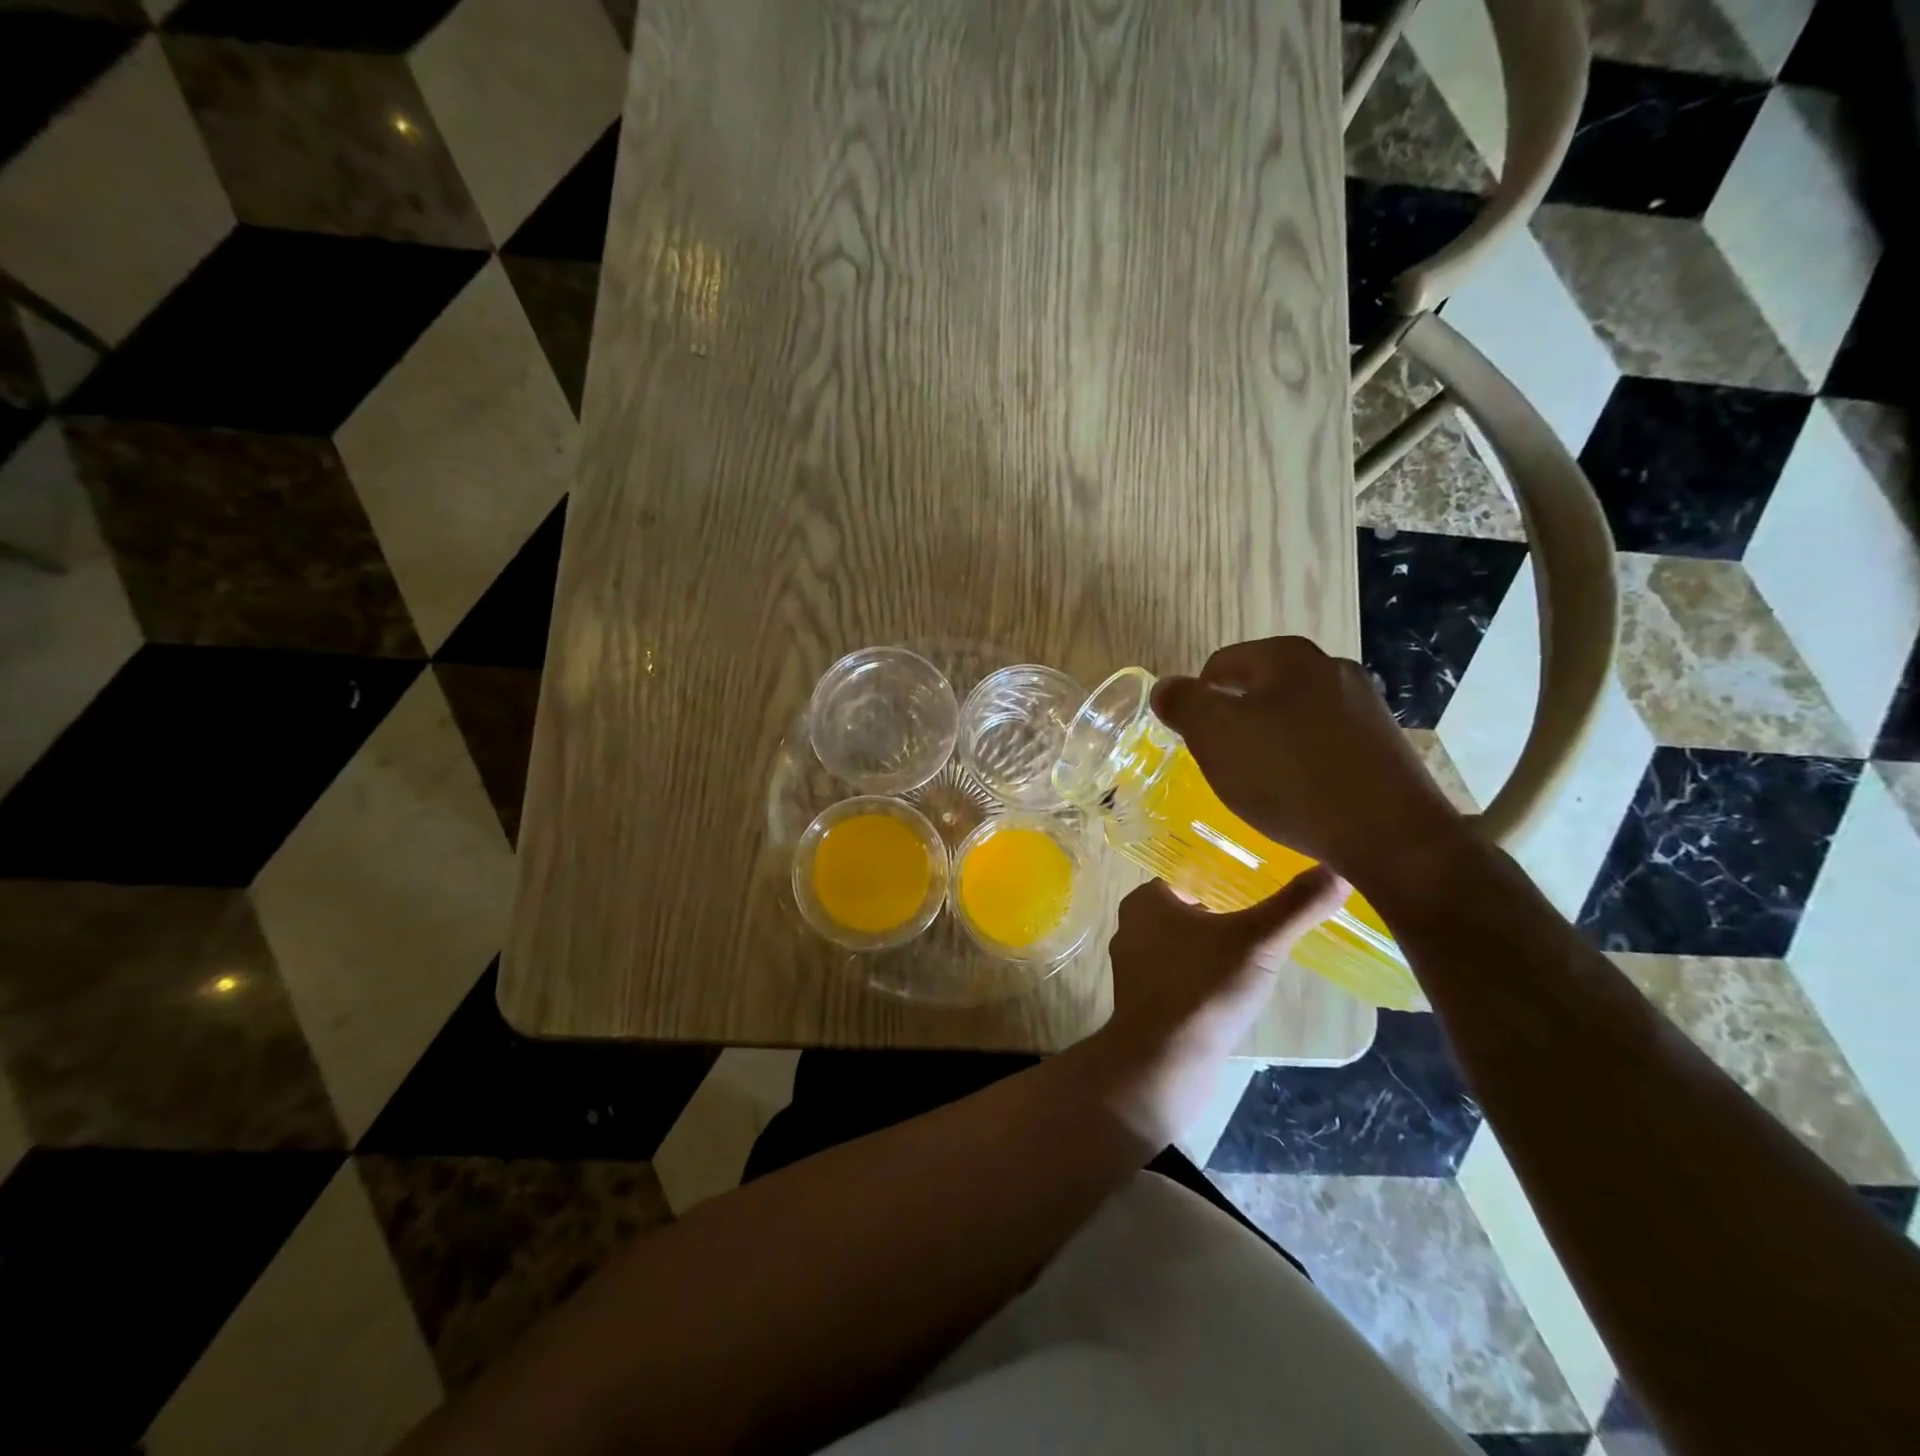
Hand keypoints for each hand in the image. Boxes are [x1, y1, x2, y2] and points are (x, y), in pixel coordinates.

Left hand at [1086, 868, 1347, 1145]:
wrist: (1163, 1065)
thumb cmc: (1204, 989)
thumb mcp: (1259, 940)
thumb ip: (1297, 905)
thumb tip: (1338, 869)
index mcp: (1145, 901)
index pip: (1189, 874)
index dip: (1225, 877)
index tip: (1263, 884)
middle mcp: (1132, 928)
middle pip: (1188, 909)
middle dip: (1224, 913)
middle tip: (1268, 918)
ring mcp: (1135, 967)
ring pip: (1184, 944)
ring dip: (1216, 948)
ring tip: (1258, 952)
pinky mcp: (1144, 1002)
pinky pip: (1181, 975)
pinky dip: (1205, 976)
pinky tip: (1234, 988)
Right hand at [1151, 636, 1464, 891]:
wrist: (1392, 837)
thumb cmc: (1291, 778)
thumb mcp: (1216, 736)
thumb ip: (1183, 703)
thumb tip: (1166, 688)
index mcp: (1289, 657)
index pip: (1220, 665)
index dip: (1196, 701)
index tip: (1194, 742)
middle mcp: (1332, 668)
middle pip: (1258, 689)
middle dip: (1233, 723)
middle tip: (1223, 765)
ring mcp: (1365, 706)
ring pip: (1291, 717)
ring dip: (1268, 744)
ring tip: (1261, 786)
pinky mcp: (1383, 745)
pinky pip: (1323, 744)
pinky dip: (1301, 763)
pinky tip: (1299, 797)